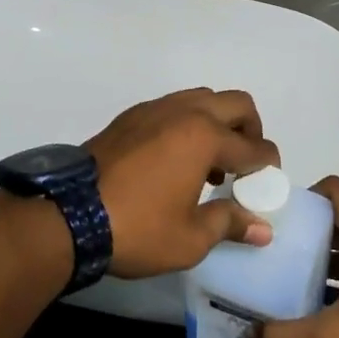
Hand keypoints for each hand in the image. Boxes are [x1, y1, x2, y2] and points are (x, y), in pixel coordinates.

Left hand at [85, 89, 280, 278]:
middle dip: (251, 129)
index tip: (269, 183)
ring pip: (202, 99)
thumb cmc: (138, 228)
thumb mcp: (190, 238)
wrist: (69, 215)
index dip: (268, 165)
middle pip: (235, 104)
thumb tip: (263, 228)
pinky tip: (177, 160)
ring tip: (211, 165)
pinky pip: (173, 108)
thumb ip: (230, 224)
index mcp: (204, 137)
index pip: (253, 147)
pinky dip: (188, 124)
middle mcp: (184, 112)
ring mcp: (154, 109)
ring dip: (218, 124)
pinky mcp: (130, 117)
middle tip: (247, 163)